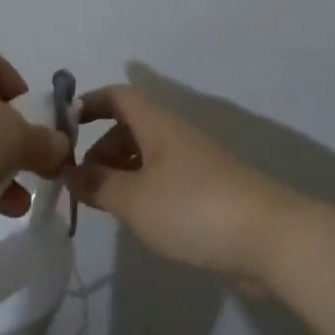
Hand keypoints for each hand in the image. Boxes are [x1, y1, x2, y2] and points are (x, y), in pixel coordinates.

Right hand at [71, 86, 299, 286]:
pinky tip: (139, 220)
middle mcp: (176, 136)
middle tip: (81, 183)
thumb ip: (98, 185)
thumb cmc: (192, 208)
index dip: (90, 103)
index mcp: (157, 125)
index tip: (64, 127)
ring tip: (104, 205)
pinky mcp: (210, 192)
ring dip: (121, 173)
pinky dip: (144, 192)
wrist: (270, 239)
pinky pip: (165, 181)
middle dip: (101, 149)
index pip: (118, 96)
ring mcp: (196, 164)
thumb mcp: (133, 199)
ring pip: (148, 156)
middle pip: (131, 127)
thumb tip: (73, 174)